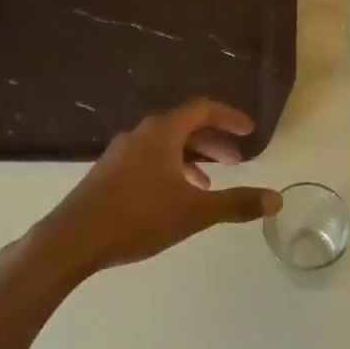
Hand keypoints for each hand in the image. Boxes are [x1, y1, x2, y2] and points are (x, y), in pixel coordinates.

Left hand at [23, 99, 281, 282]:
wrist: (73, 239)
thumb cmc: (139, 217)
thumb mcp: (195, 211)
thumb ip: (237, 203)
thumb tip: (276, 199)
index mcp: (163, 132)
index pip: (203, 109)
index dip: (229, 117)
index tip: (249, 131)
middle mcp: (141, 134)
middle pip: (185, 126)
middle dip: (214, 141)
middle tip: (238, 160)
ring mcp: (121, 152)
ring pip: (166, 144)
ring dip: (193, 157)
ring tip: (210, 183)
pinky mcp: (108, 172)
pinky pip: (149, 158)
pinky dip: (171, 168)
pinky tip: (174, 197)